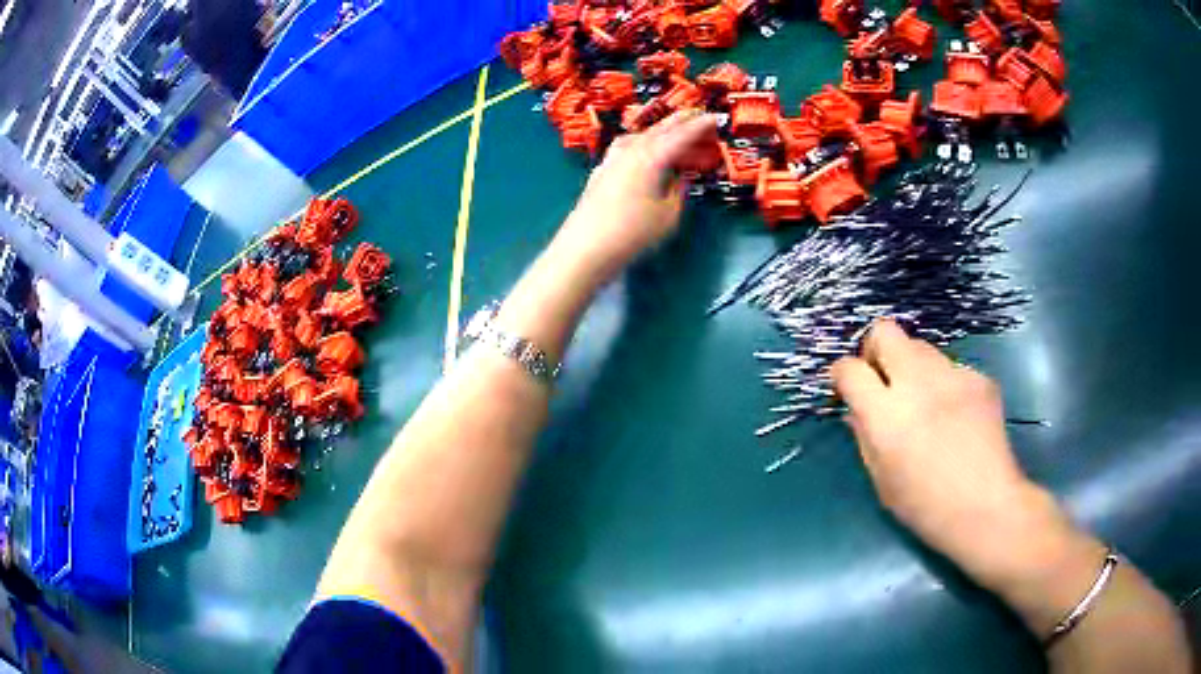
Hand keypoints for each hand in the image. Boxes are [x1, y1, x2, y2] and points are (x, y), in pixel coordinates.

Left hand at [553, 112, 720, 282]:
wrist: (584, 249)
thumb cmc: (632, 234)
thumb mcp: (668, 215)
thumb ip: (678, 190)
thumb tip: (681, 175)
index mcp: (652, 157)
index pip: (681, 135)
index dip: (700, 125)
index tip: (716, 118)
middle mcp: (631, 151)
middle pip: (659, 129)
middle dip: (680, 120)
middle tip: (697, 113)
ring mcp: (612, 160)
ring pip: (640, 136)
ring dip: (658, 130)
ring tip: (672, 130)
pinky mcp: (601, 172)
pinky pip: (625, 147)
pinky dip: (640, 142)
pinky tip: (641, 150)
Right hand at [830, 320, 1084, 591]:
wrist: (986, 507)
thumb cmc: (925, 506)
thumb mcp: (881, 479)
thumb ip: (865, 437)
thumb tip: (857, 410)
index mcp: (886, 415)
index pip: (850, 368)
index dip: (842, 374)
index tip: (847, 387)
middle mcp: (917, 383)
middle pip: (885, 331)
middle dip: (876, 349)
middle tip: (883, 380)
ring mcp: (952, 375)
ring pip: (921, 347)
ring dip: (913, 367)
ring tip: (925, 402)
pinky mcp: (979, 378)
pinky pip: (952, 368)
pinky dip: (945, 385)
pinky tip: (956, 416)